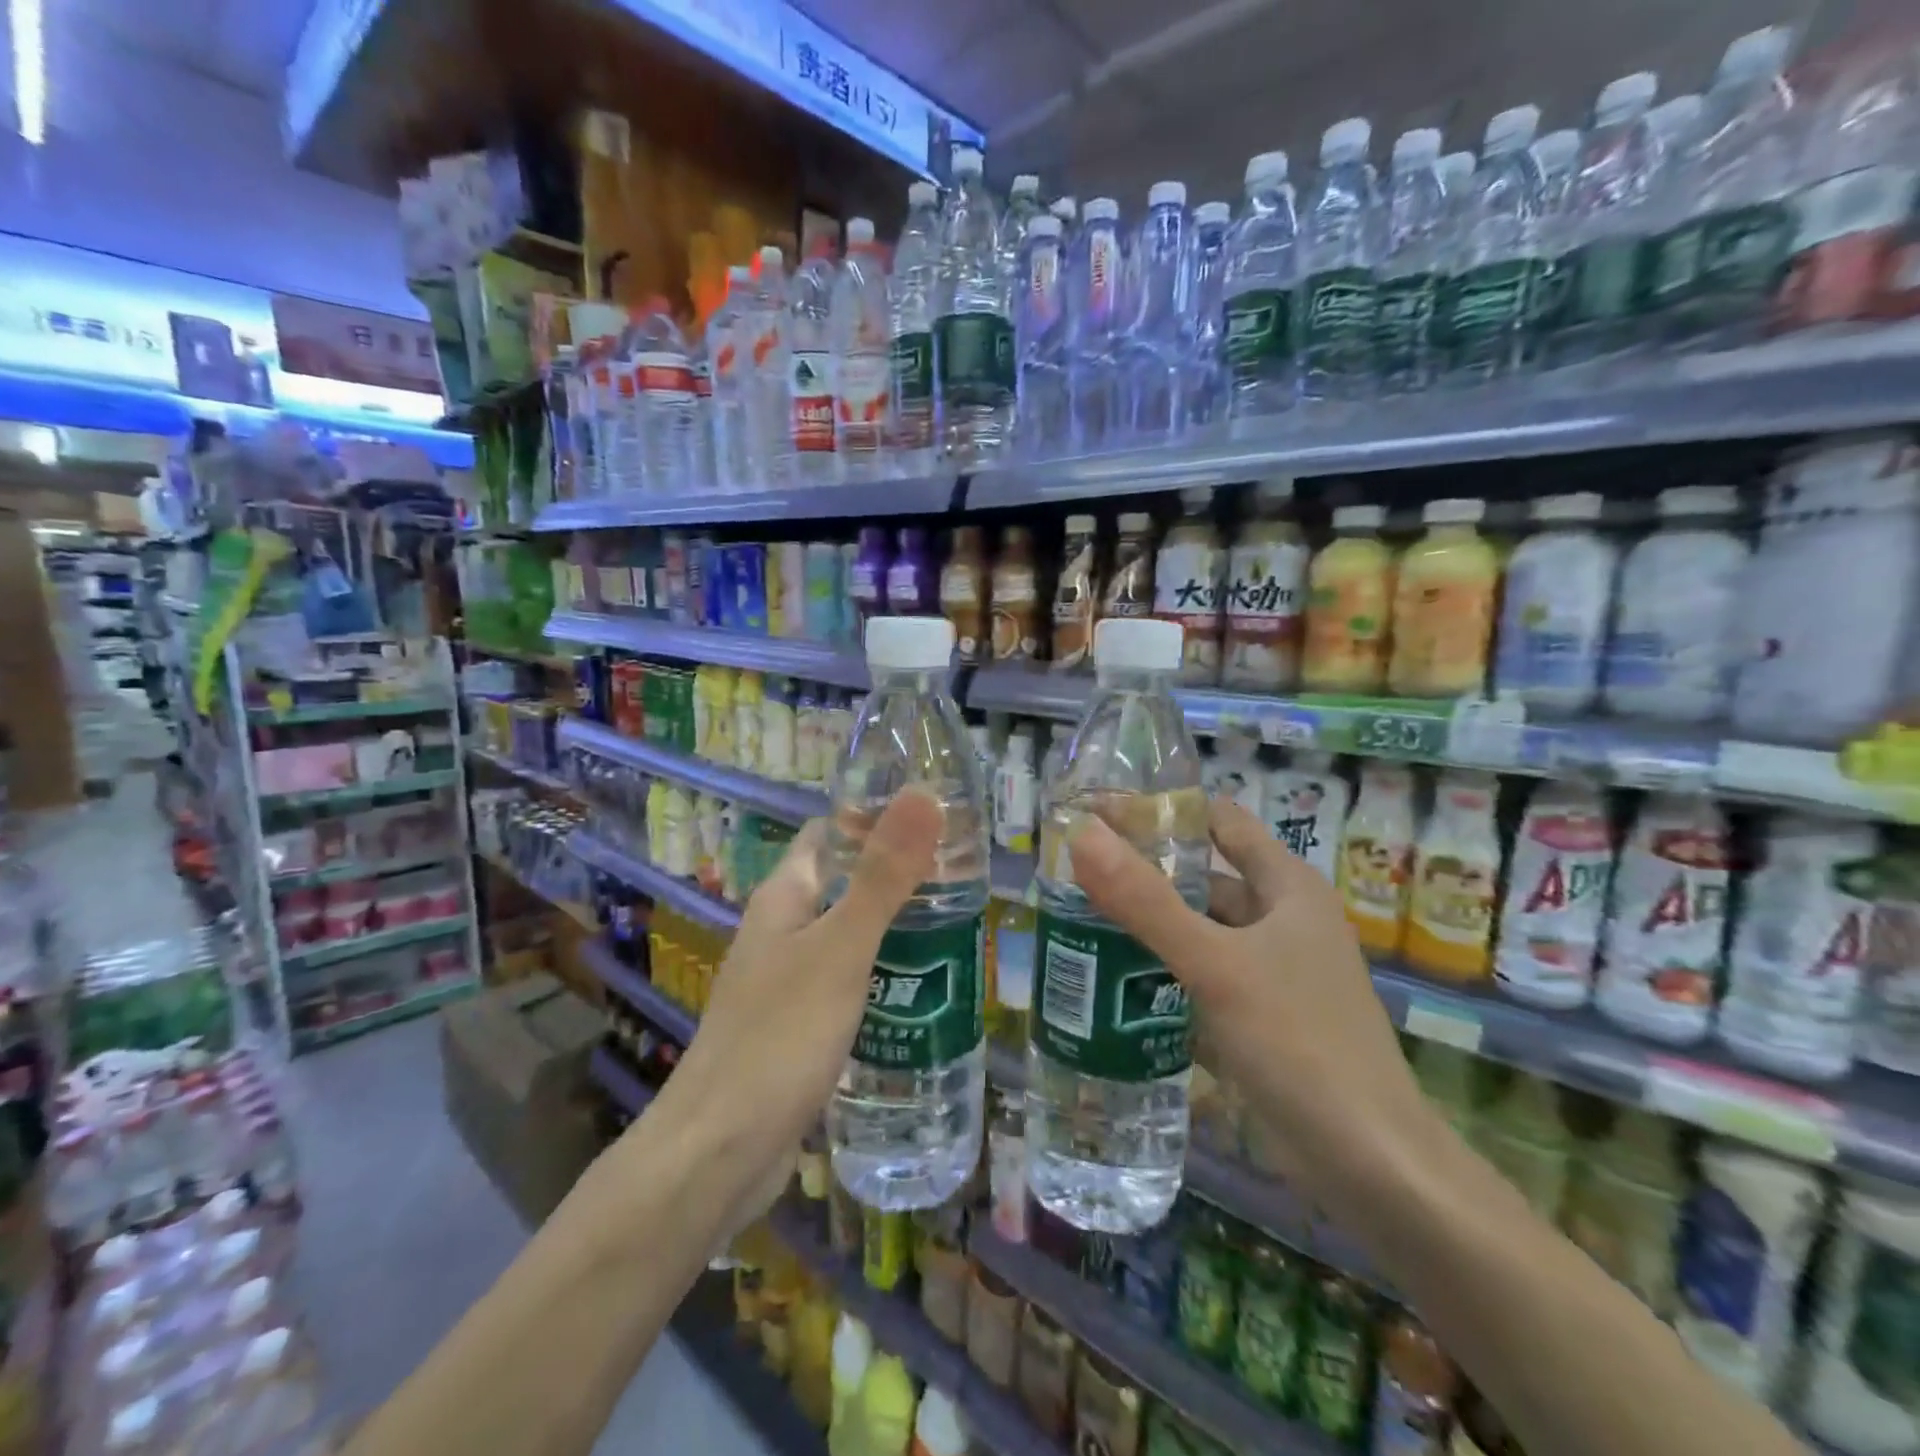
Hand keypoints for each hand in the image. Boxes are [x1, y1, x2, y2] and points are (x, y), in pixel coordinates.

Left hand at [649, 791, 942, 1223]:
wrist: (718, 1153)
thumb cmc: (780, 1036)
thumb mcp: (841, 949)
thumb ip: (884, 875)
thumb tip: (923, 794)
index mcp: (784, 896)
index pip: (832, 833)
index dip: (878, 816)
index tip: (939, 815)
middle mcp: (782, 929)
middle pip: (845, 883)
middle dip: (899, 874)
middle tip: (967, 875)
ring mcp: (788, 980)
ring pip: (849, 934)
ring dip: (895, 926)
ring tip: (961, 924)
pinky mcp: (799, 1026)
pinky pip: (848, 981)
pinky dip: (884, 974)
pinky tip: (924, 988)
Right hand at [1067, 798, 1429, 1201]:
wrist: (1371, 1166)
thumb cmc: (1301, 1044)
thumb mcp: (1216, 965)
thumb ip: (1145, 901)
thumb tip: (1082, 833)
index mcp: (1286, 886)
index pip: (1218, 821)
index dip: (1161, 808)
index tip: (1097, 809)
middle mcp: (1281, 918)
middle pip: (1203, 876)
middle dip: (1144, 868)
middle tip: (1074, 868)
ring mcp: (1271, 970)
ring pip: (1199, 928)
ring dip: (1148, 921)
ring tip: (1078, 916)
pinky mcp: (1258, 1015)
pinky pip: (1200, 974)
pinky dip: (1162, 968)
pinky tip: (1113, 976)